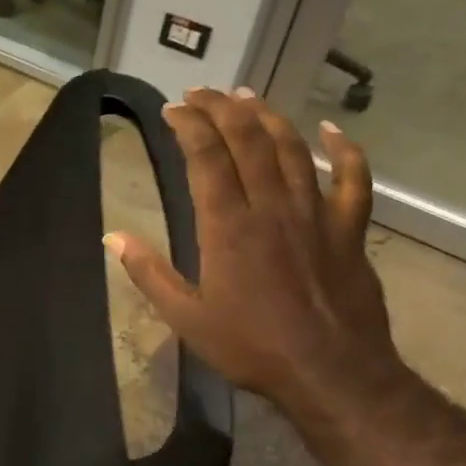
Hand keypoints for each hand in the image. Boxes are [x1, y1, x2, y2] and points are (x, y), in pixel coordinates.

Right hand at [105, 88, 402, 411]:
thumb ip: (148, 272)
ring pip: (293, 149)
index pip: (207, 158)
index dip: (189, 125)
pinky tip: (331, 128)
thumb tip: (112, 236)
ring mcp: (315, 215)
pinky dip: (345, 150)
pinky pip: (353, 180)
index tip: (171, 109)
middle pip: (248, 140)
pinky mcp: (349, 230)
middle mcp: (272, 208)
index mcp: (227, 227)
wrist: (331, 373)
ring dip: (268, 116)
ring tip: (245, 96)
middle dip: (222, 108)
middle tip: (201, 93)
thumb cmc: (250, 346)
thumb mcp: (185, 317)